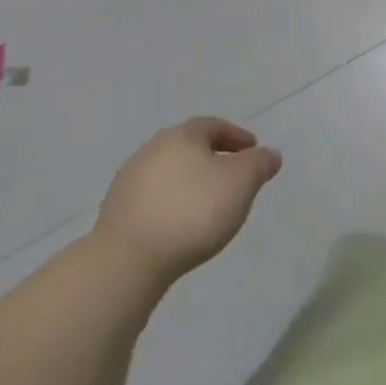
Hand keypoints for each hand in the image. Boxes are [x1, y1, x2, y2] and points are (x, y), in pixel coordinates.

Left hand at [95, 117, 282, 280]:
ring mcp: (129, 181)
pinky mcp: (116, 211)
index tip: (253, 151)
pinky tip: (183, 223)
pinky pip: (154, 198)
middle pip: (189, 147)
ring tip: (210, 204)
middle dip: (213, 158)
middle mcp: (151, 150)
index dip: (237, 136)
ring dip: (191, 182)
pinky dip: (173, 203)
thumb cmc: (194, 210)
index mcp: (181, 136)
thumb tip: (269, 154)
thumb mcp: (242, 182)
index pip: (213, 125)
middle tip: (234, 177)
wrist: (129, 258)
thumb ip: (260, 163)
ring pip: (170, 173)